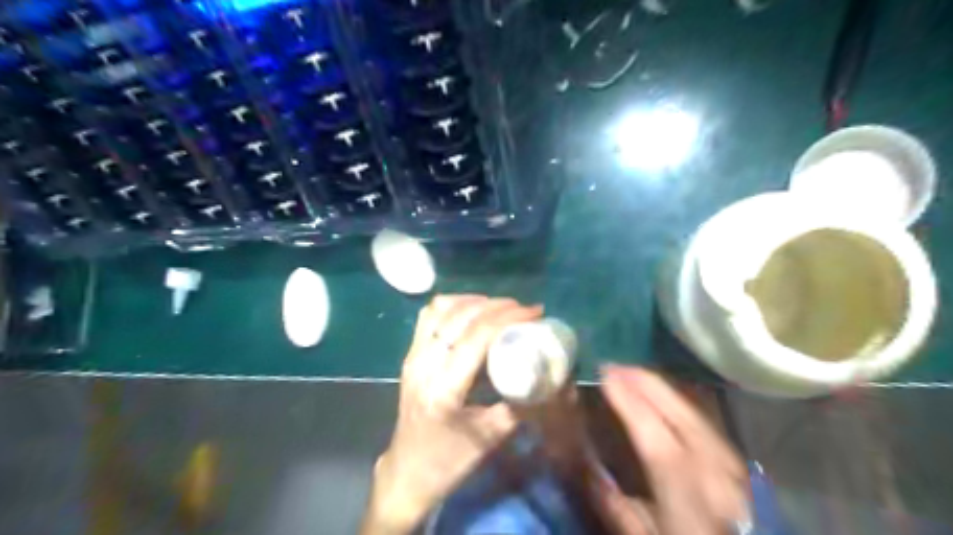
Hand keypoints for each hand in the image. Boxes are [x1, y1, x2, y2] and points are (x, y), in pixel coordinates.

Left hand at [364, 294, 543, 533]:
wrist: (407, 471)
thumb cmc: (449, 460)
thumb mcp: (491, 438)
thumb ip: (519, 406)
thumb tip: (548, 377)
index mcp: (444, 389)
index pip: (475, 338)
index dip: (507, 318)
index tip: (534, 312)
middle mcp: (423, 365)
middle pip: (459, 317)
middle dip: (495, 305)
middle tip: (521, 309)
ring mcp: (412, 357)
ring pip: (440, 310)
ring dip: (473, 301)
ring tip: (499, 307)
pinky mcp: (409, 355)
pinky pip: (429, 317)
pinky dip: (453, 306)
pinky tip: (473, 312)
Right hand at [598, 366, 746, 533]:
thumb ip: (615, 506)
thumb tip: (587, 462)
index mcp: (693, 515)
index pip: (661, 449)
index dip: (633, 408)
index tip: (605, 378)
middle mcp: (721, 486)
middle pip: (685, 420)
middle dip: (647, 385)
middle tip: (613, 366)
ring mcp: (736, 472)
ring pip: (697, 415)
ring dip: (661, 388)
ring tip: (631, 372)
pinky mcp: (738, 463)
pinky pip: (704, 420)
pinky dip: (678, 400)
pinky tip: (660, 391)